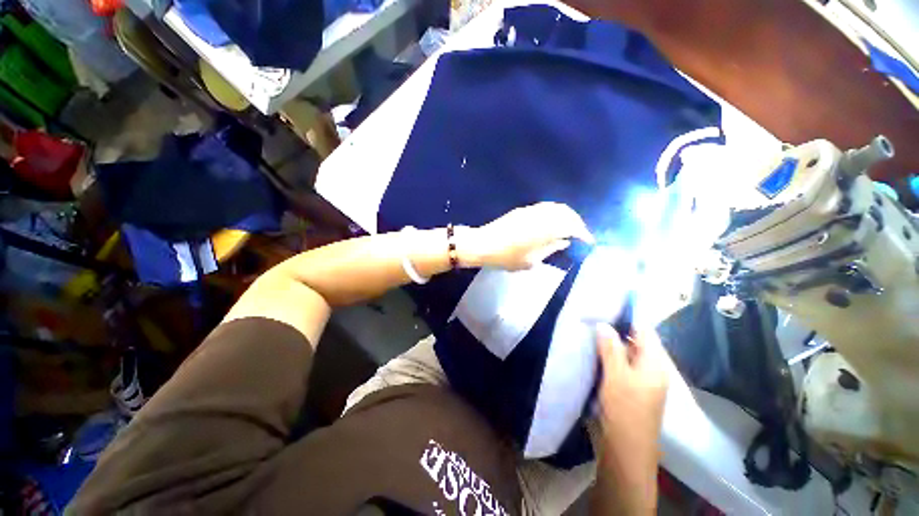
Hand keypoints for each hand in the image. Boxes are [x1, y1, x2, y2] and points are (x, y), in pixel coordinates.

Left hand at [457, 202, 593, 270]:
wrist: (483, 244)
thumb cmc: (507, 257)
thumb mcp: (531, 261)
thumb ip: (550, 249)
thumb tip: (564, 242)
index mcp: (546, 228)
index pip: (572, 227)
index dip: (583, 233)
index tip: (589, 241)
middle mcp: (542, 215)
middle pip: (567, 213)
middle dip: (577, 222)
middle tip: (580, 234)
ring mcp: (531, 210)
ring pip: (556, 207)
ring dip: (566, 216)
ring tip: (568, 228)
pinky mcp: (523, 210)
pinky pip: (545, 207)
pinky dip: (554, 213)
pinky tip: (552, 223)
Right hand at [592, 324, 670, 514]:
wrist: (626, 448)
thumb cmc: (625, 410)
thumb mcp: (616, 376)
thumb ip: (611, 348)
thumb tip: (604, 324)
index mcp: (655, 364)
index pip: (645, 331)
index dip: (629, 317)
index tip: (608, 305)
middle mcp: (651, 369)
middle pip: (636, 341)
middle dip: (617, 329)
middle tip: (594, 316)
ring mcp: (642, 380)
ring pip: (627, 353)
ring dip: (611, 342)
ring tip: (590, 330)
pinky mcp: (631, 388)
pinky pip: (621, 364)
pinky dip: (610, 356)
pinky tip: (594, 351)